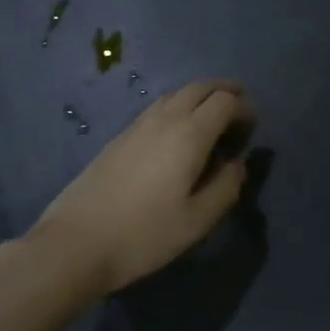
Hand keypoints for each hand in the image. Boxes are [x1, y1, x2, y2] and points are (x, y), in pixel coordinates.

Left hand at [31, 79, 254, 294]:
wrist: (75, 242)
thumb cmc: (143, 234)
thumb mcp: (196, 221)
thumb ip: (225, 188)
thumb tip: (237, 164)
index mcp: (189, 134)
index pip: (224, 102)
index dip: (244, 107)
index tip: (253, 126)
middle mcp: (164, 119)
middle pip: (199, 87)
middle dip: (224, 90)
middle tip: (240, 103)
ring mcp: (138, 125)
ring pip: (176, 94)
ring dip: (199, 96)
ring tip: (211, 115)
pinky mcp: (120, 137)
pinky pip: (158, 107)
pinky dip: (178, 106)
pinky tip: (178, 131)